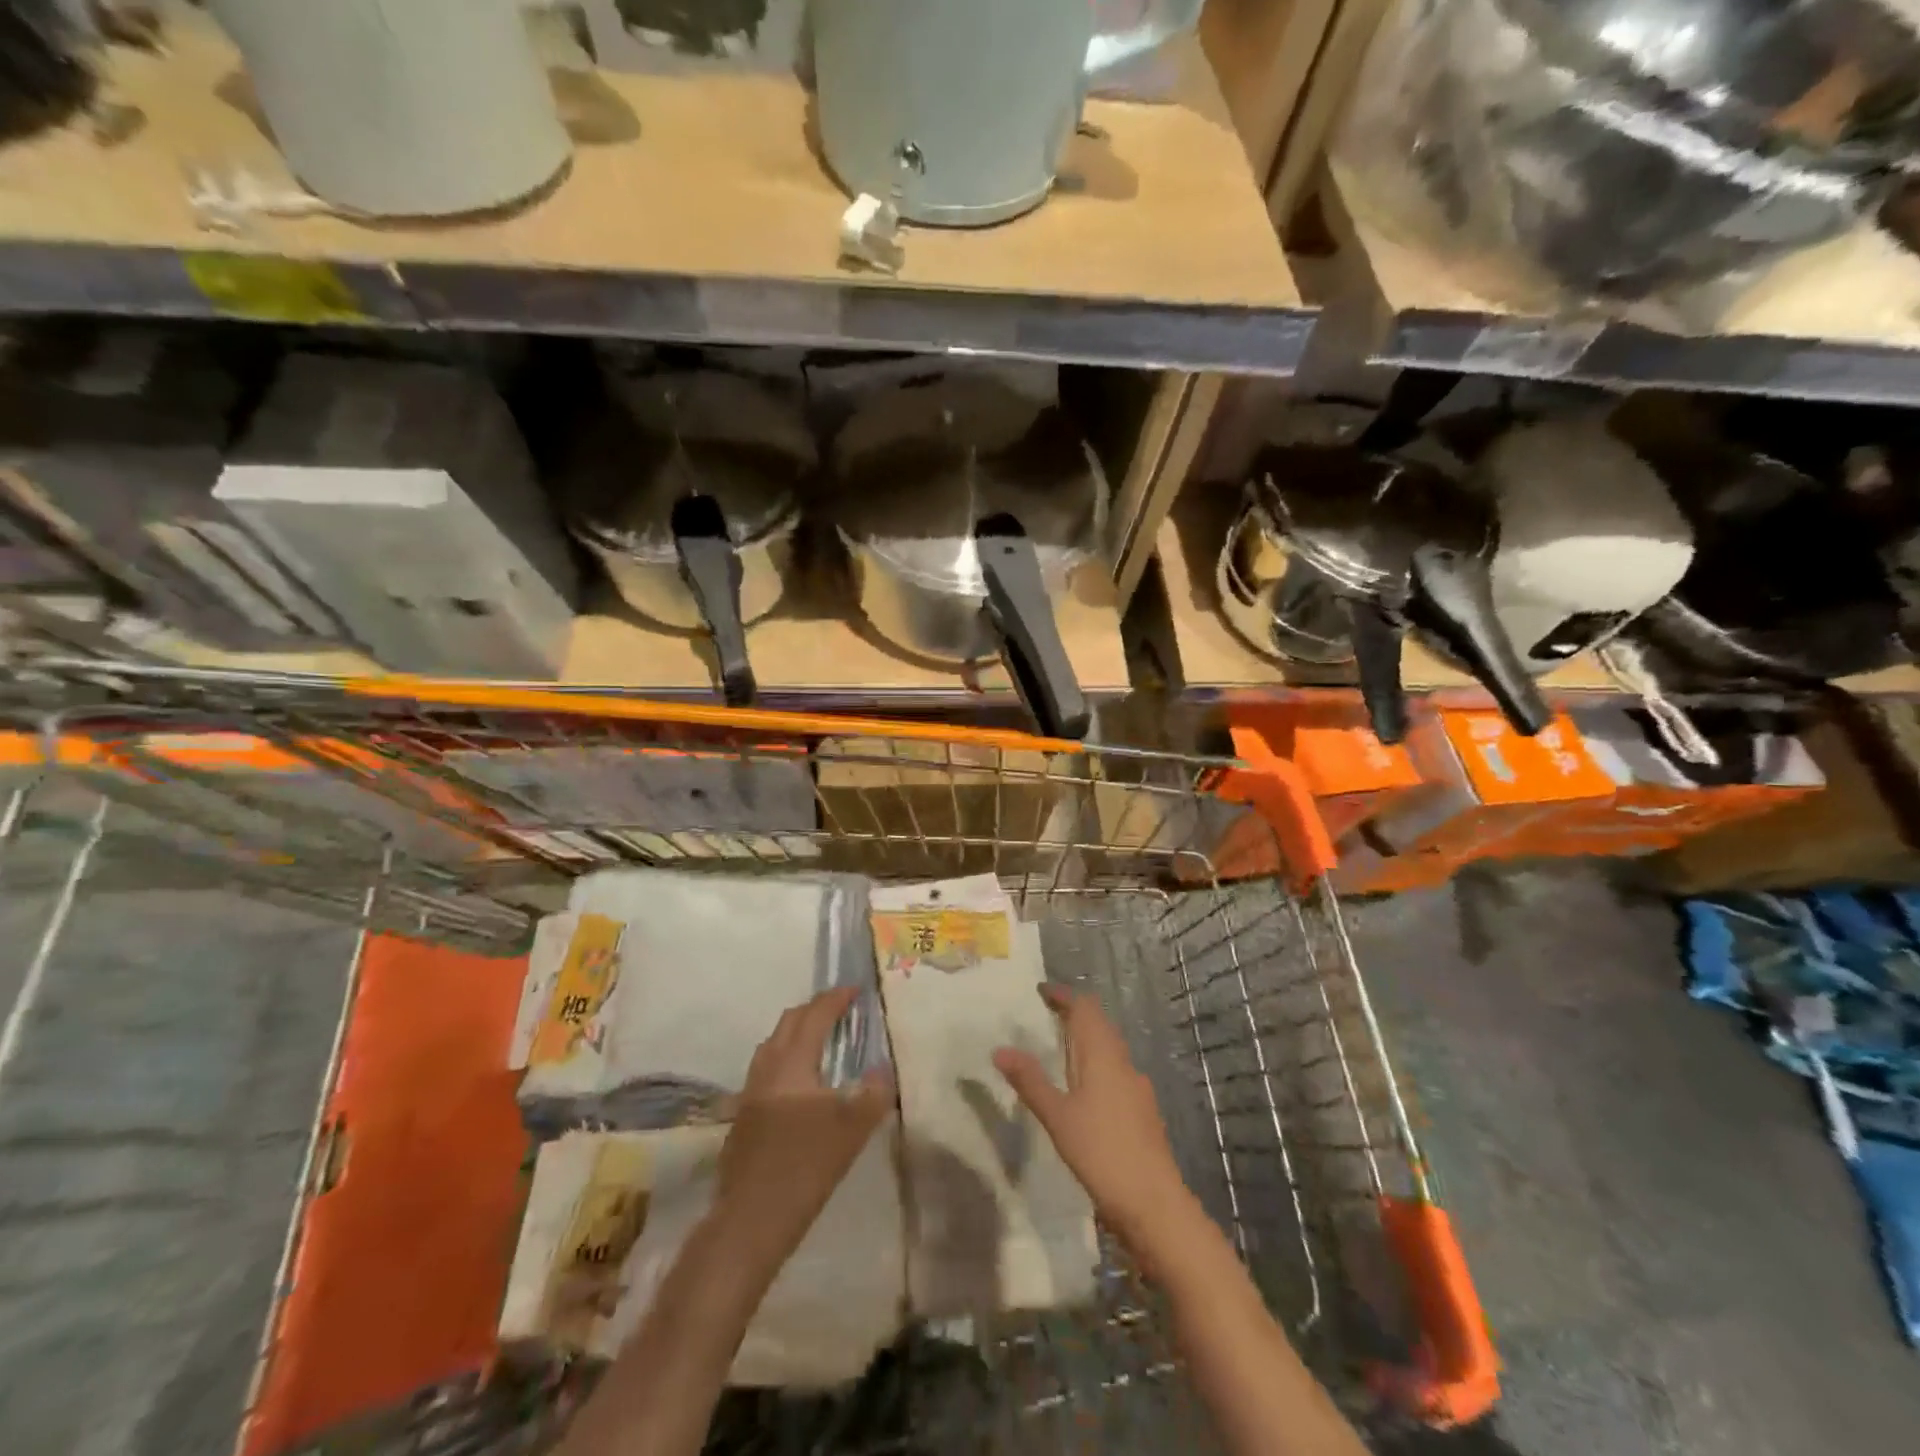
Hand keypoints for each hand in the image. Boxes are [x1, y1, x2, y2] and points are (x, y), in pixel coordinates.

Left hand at [713, 986, 893, 1271]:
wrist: (749, 1220)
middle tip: (840, 1009)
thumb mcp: (852, 1131)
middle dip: (814, 1009)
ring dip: (797, 1032)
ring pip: (773, 1044)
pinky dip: (786, 1057)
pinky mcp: (743, 1114)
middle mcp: (767, 1068)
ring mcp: (750, 1091)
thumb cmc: (805, 1168)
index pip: (815, 1017)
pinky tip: (801, 1082)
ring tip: (822, 1039)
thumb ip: (874, 1094)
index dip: (835, 999)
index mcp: (792, 1064)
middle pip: (789, 1023)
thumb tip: (885, 1068)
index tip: (855, 989)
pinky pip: (767, 1067)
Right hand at [993, 985, 1196, 1258]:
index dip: (1064, 996)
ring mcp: (1137, 1088)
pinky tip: (1084, 1089)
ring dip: (1087, 1040)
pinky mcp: (1142, 1112)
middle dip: (1075, 1014)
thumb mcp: (1057, 1117)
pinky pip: (1116, 1072)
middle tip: (1046, 1014)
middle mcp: (1124, 1064)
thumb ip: (1030, 1081)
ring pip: (1110, 1049)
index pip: (1085, 1009)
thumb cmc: (1102, 1153)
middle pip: (1100, 1025)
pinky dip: (1097, 1065)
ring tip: (1060, 1048)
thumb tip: (1000, 1049)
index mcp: (1103, 1056)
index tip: (1041, 991)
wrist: (1155, 1205)